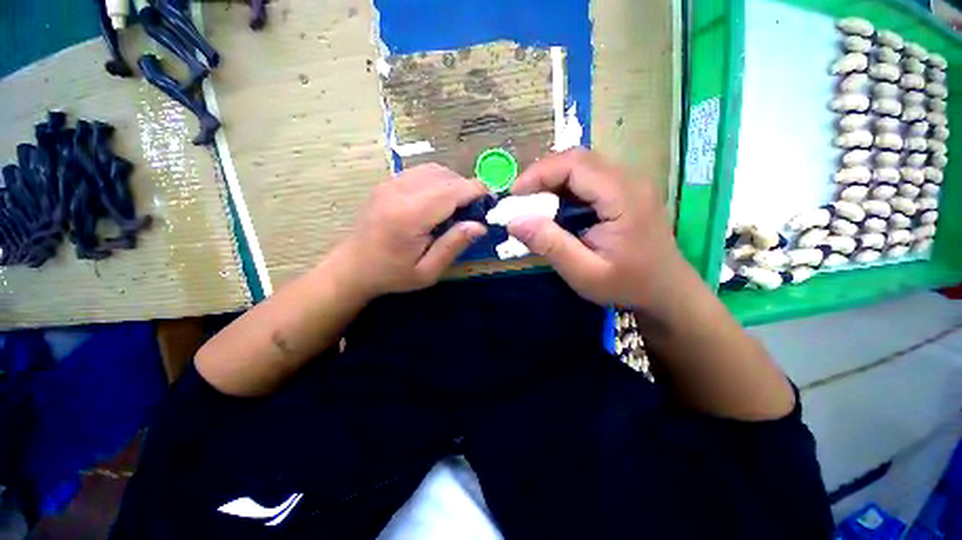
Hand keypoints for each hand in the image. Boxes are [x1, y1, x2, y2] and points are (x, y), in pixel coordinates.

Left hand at [331, 164, 487, 299]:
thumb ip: (453, 245)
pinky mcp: (388, 183)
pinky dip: (438, 181)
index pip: (453, 190)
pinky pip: (421, 172)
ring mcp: (391, 183)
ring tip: (459, 206)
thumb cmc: (392, 274)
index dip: (477, 191)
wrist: (353, 267)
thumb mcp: (427, 272)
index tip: (491, 203)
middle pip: (446, 176)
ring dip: (454, 183)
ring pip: (435, 170)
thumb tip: (480, 225)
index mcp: (411, 215)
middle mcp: (400, 191)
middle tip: (474, 211)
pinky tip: (439, 201)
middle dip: (467, 188)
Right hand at [507, 148, 689, 310]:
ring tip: (532, 205)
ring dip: (552, 181)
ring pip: (582, 166)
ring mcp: (629, 183)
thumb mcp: (584, 273)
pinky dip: (564, 189)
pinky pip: (588, 179)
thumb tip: (514, 221)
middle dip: (542, 175)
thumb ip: (550, 245)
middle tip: (520, 200)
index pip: (575, 164)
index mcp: (623, 197)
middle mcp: (629, 180)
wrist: (666, 291)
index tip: (514, 195)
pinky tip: (555, 209)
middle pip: (578, 159)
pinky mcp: (624, 191)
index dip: (539, 173)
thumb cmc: (627, 285)